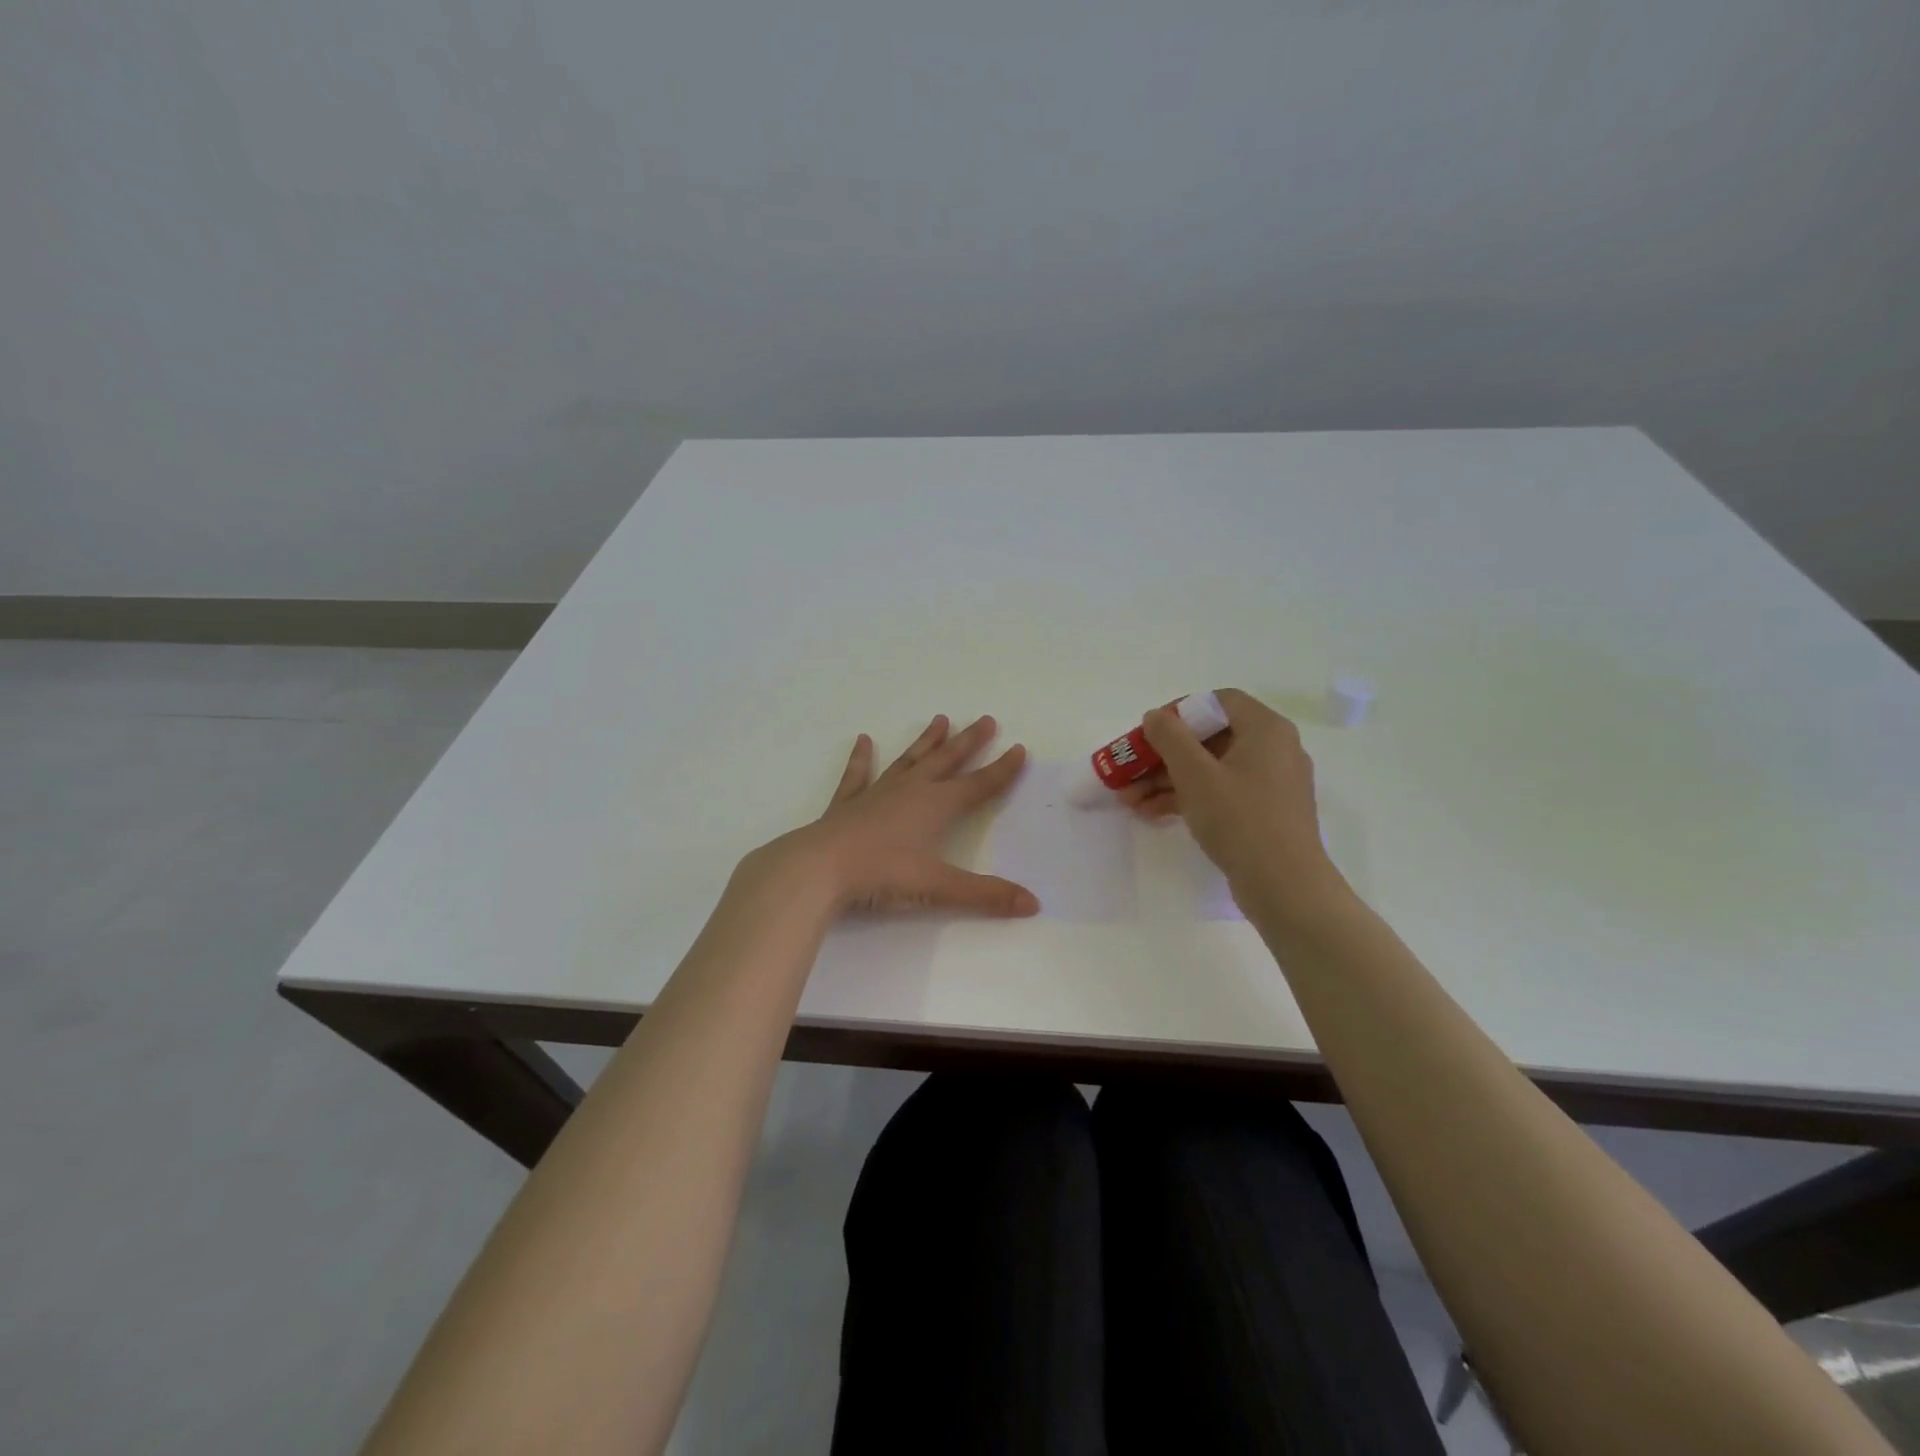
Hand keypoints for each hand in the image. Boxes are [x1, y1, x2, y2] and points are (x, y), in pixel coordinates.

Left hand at [756, 714, 1038, 917]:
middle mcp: (910, 791)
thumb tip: (1034, 904)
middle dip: (969, 742)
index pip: (978, 785)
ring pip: (908, 760)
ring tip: (941, 720)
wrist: (818, 868)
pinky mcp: (848, 804)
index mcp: (935, 806)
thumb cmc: (881, 875)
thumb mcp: (938, 888)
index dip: (1002, 770)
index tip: (1020, 749)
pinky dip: (861, 758)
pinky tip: (863, 740)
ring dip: (926, 742)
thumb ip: (986, 895)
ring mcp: (877, 794)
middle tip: (986, 719)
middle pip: (946, 761)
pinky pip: (858, 775)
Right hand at [1120, 689, 1340, 904]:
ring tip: (1129, 800)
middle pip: (1210, 738)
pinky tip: (1153, 813)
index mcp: (1266, 729)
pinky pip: (1222, 793)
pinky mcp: (1265, 813)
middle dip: (1163, 755)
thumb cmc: (1240, 819)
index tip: (1150, 732)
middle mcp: (1274, 749)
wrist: (1285, 887)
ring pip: (1211, 769)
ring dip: (1168, 780)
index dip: (1179, 712)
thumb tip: (1156, 716)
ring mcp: (1271, 784)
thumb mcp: (1195, 774)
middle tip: (1130, 771)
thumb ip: (1170, 737)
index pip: (1219, 702)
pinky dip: (1189, 798)